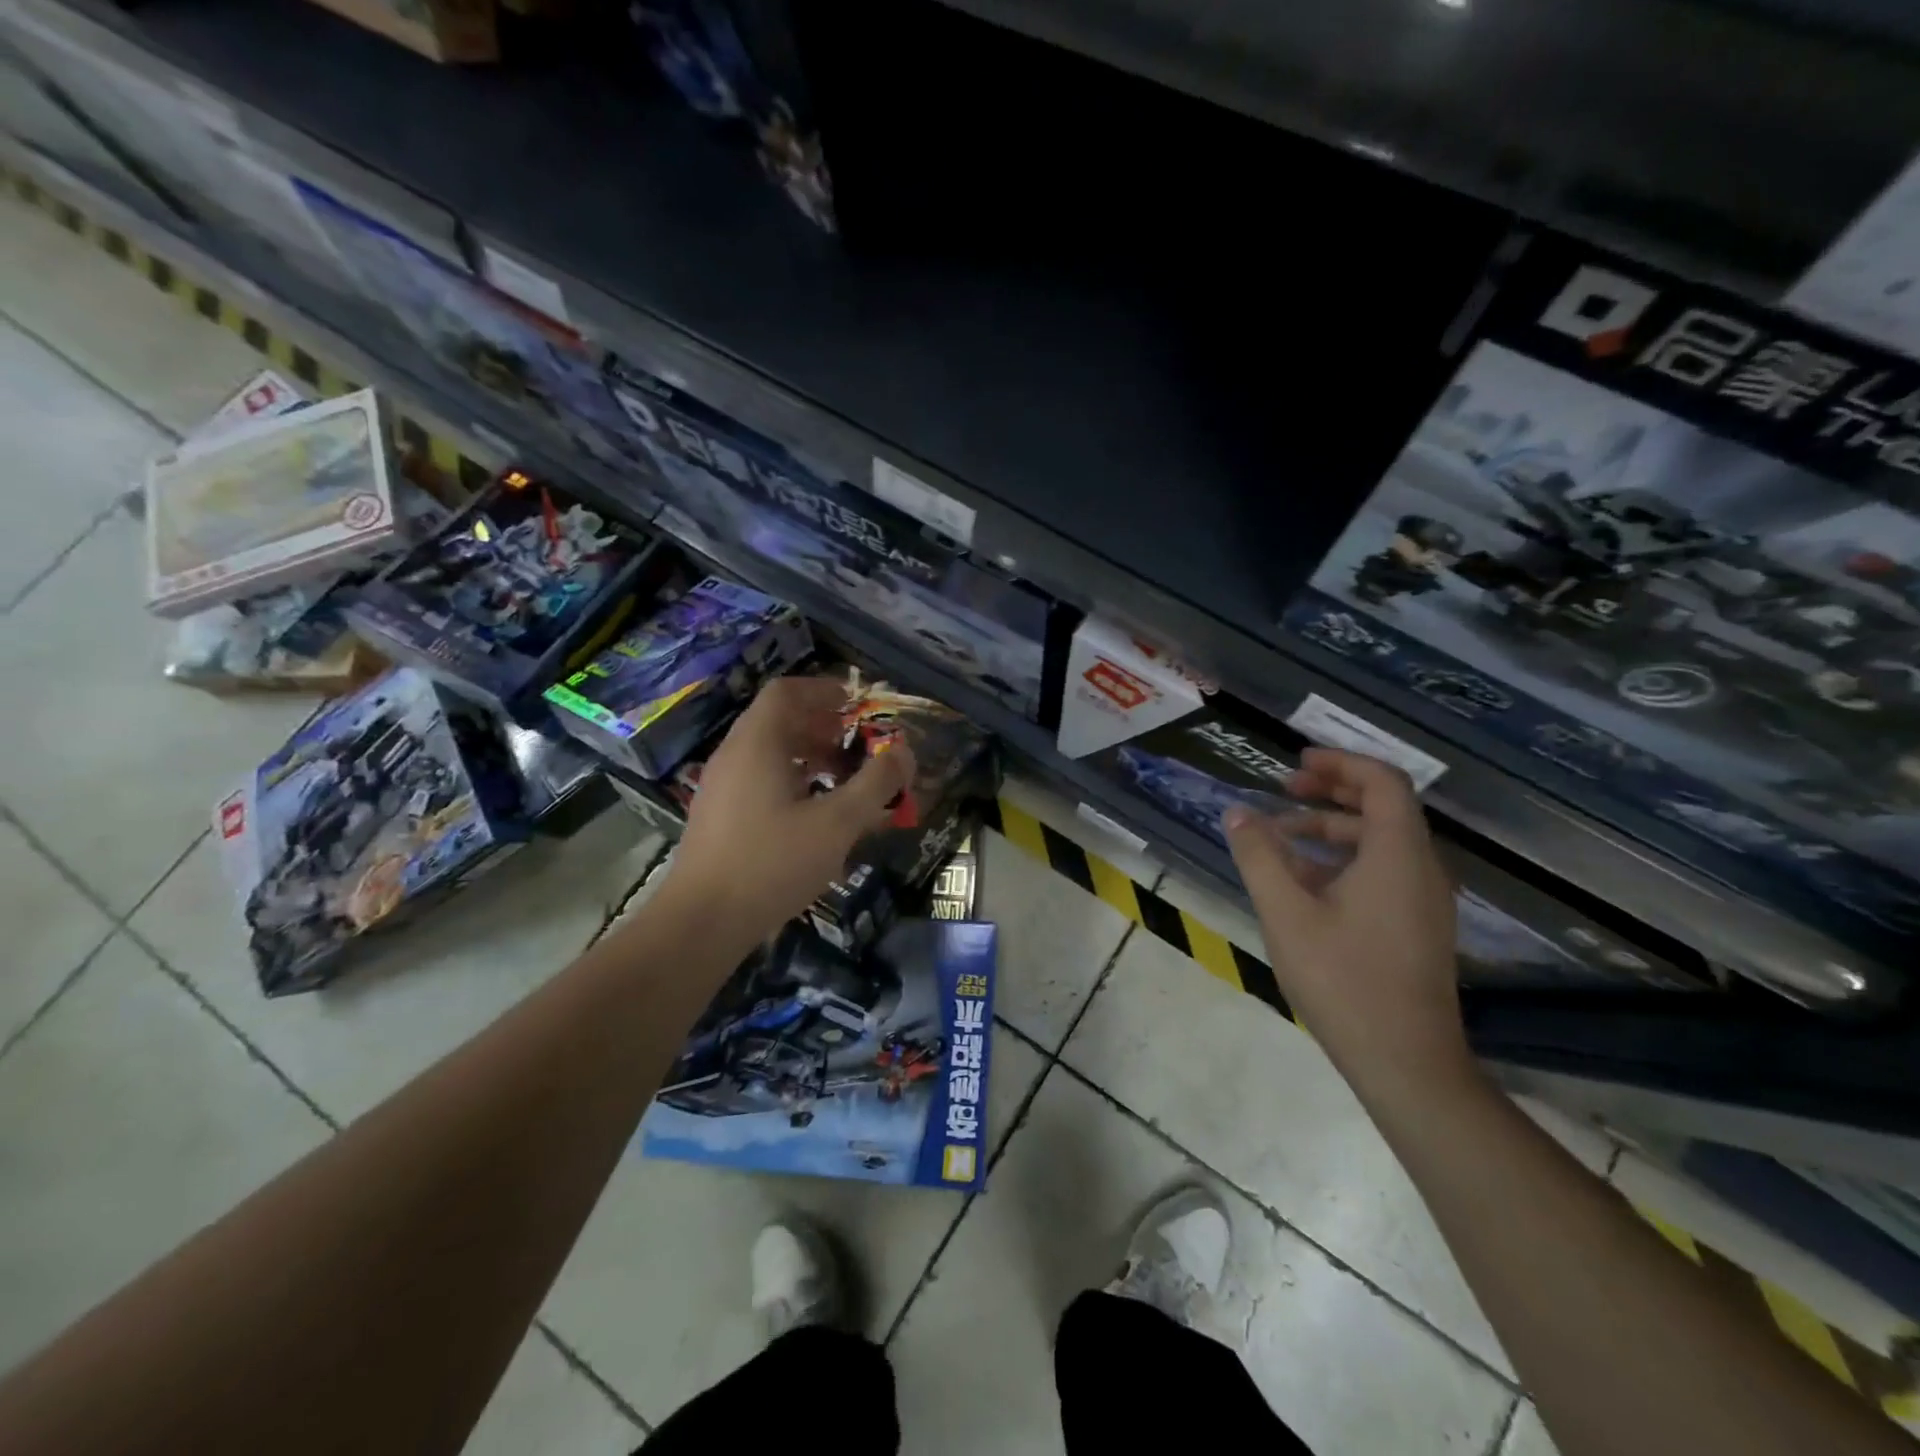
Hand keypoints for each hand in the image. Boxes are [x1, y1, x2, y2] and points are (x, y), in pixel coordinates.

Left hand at [658, 676, 914, 943]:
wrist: (701, 922)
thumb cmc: (772, 863)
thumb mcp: (837, 823)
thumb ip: (876, 784)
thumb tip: (905, 751)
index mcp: (758, 743)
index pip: (786, 691)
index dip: (824, 690)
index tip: (857, 705)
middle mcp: (734, 754)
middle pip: (779, 720)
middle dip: (824, 726)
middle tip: (858, 745)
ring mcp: (721, 785)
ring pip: (770, 752)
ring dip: (810, 755)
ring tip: (843, 780)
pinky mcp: (719, 815)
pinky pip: (759, 778)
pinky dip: (792, 780)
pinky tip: (814, 814)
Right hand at [1222, 748, 1473, 1100]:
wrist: (1405, 1062)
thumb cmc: (1343, 979)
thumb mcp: (1286, 912)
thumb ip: (1259, 856)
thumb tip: (1237, 813)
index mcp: (1398, 854)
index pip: (1382, 781)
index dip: (1340, 763)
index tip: (1296, 763)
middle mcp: (1423, 867)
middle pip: (1383, 806)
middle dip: (1331, 790)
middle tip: (1283, 790)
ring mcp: (1425, 899)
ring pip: (1381, 841)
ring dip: (1332, 827)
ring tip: (1281, 837)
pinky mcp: (1418, 925)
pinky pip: (1384, 870)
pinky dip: (1344, 859)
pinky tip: (1303, 881)